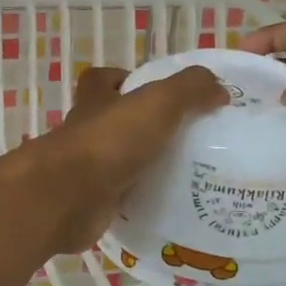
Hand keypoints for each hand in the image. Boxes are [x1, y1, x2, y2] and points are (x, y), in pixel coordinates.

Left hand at [31, 64, 226, 253]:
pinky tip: (172, 206)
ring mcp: (86, 170)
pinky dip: (142, 201)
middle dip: (144, 129)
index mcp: (95, 101)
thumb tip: (218, 88)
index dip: (126, 80)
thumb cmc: (109, 142)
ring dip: (146, 167)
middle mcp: (86, 132)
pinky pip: (122, 198)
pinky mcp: (91, 203)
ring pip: (119, 162)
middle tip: (187, 138)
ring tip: (190, 174)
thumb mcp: (157, 103)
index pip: (102, 80)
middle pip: (114, 123)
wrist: (68, 199)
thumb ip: (189, 89)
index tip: (160, 93)